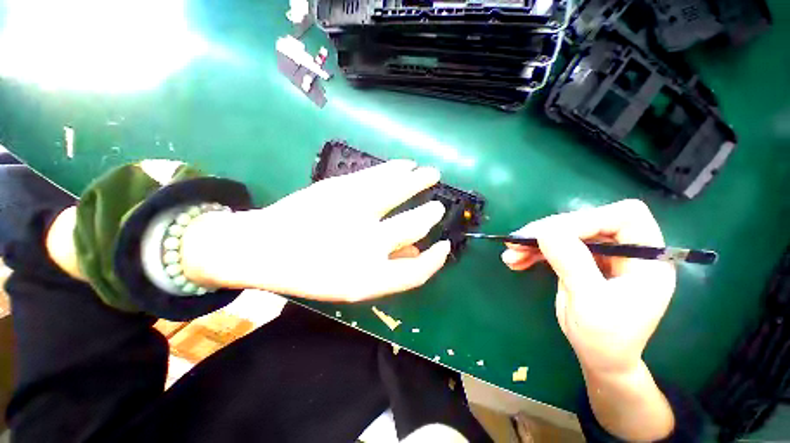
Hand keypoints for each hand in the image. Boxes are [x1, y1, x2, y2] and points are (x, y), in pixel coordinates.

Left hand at [181, 160, 451, 301]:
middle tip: (438, 207)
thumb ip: (387, 270)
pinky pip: (378, 174)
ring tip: (432, 173)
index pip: (417, 272)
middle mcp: (365, 245)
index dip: (436, 260)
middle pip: (415, 225)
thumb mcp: (351, 284)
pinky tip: (407, 164)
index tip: (445, 245)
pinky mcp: (340, 187)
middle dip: (431, 214)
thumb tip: (416, 250)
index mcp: (367, 279)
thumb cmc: (308, 272)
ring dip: (421, 180)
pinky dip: (397, 168)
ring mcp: (353, 211)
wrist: (261, 248)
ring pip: (400, 190)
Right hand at [501, 199, 675, 374]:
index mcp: (647, 258)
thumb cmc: (606, 339)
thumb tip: (545, 232)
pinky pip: (555, 247)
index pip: (624, 217)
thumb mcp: (590, 303)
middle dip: (548, 231)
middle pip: (587, 222)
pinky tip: (515, 260)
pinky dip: (533, 252)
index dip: (587, 219)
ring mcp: (602, 255)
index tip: (549, 234)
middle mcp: (627, 250)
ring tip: (510, 254)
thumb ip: (572, 264)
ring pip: (565, 233)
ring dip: (534, 242)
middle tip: (516, 242)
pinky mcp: (581, 261)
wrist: (600, 359)